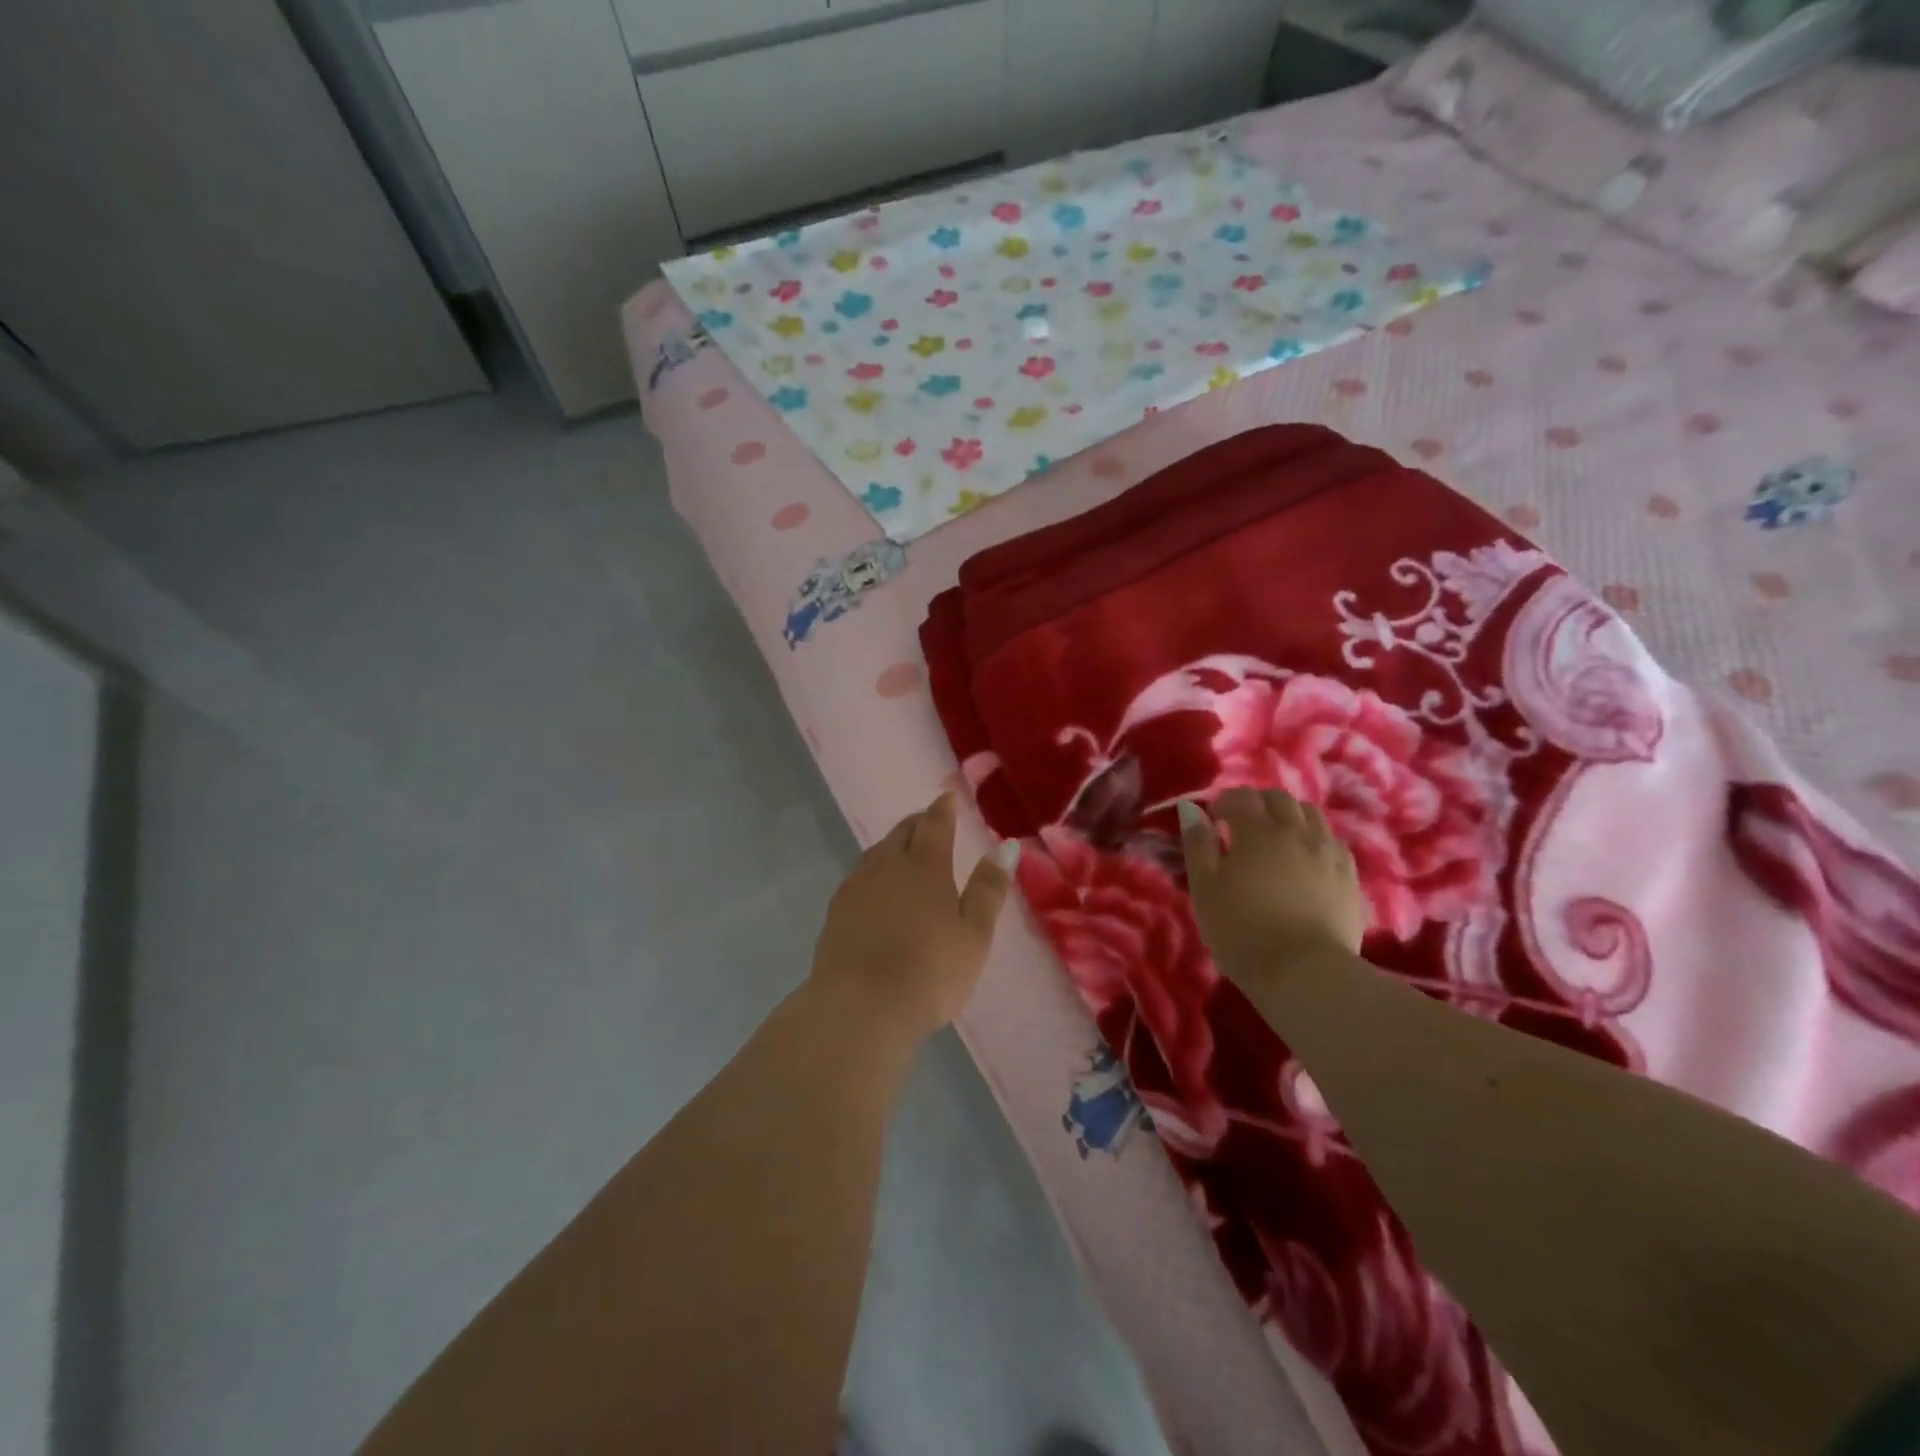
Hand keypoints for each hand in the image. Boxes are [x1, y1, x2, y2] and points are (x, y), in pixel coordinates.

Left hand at [809, 791, 1017, 1046]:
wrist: (859, 1009)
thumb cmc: (929, 972)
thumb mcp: (974, 935)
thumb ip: (989, 889)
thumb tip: (1006, 845)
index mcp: (925, 866)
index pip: (935, 824)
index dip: (943, 808)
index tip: (948, 797)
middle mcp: (887, 867)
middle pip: (902, 832)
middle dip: (918, 822)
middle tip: (930, 821)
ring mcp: (857, 888)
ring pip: (876, 852)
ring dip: (893, 843)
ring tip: (904, 848)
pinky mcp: (836, 913)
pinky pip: (858, 875)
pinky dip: (873, 869)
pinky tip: (874, 885)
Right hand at [1178, 788, 1365, 993]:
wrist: (1305, 973)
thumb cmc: (1242, 930)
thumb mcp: (1205, 888)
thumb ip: (1197, 844)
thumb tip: (1191, 809)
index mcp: (1258, 831)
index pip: (1241, 797)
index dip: (1223, 802)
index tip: (1213, 820)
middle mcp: (1297, 832)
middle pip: (1280, 799)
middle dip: (1258, 803)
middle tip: (1241, 825)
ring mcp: (1328, 853)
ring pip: (1311, 815)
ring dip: (1290, 817)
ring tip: (1276, 839)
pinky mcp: (1349, 877)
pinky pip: (1333, 842)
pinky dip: (1315, 839)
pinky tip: (1306, 859)